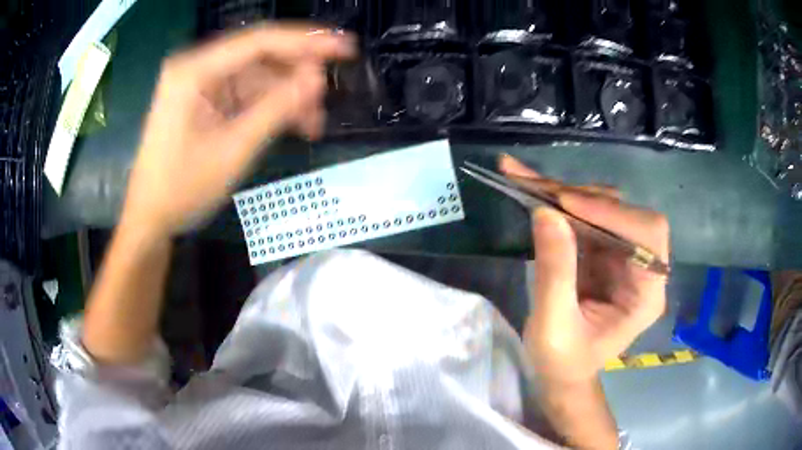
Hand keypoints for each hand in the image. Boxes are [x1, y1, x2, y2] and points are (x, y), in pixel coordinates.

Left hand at [122, 24, 355, 233]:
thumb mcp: (233, 150)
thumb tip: (317, 80)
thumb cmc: (182, 188)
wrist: (151, 218)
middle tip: (328, 95)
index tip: (346, 48)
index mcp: (195, 70)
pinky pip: (246, 95)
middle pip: (260, 57)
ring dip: (286, 97)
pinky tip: (292, 125)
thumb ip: (276, 109)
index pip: (259, 41)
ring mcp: (201, 83)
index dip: (306, 42)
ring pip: (257, 77)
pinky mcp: (205, 100)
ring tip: (313, 124)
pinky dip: (269, 108)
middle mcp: (197, 67)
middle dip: (296, 75)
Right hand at [500, 155, 669, 384]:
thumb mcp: (554, 327)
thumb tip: (546, 211)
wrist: (561, 372)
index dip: (613, 213)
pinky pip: (584, 214)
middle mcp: (642, 267)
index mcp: (646, 294)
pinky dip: (557, 199)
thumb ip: (554, 273)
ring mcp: (622, 255)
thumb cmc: (562, 362)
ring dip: (565, 193)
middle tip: (536, 187)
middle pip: (625, 212)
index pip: (648, 235)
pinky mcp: (602, 250)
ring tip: (525, 182)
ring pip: (603, 206)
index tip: (566, 204)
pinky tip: (529, 184)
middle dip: (582, 197)